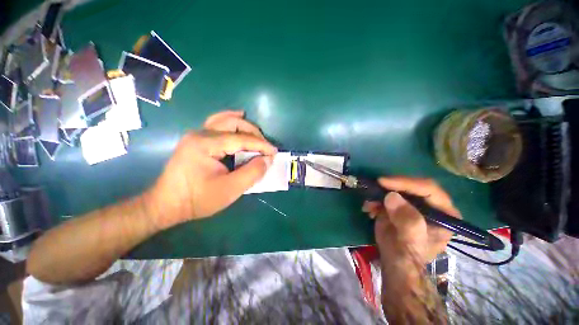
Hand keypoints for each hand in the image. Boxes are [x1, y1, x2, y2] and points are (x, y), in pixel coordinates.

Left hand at [147, 111, 276, 228]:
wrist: (166, 205)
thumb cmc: (197, 199)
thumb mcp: (230, 190)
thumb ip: (252, 173)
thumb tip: (268, 160)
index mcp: (206, 144)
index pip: (241, 139)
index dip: (261, 145)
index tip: (274, 152)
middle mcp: (200, 133)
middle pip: (233, 123)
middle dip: (253, 133)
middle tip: (265, 146)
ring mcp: (197, 135)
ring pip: (225, 120)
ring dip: (244, 125)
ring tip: (257, 133)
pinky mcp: (197, 140)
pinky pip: (217, 124)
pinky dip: (231, 122)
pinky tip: (238, 119)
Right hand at [363, 177, 460, 263]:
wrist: (394, 262)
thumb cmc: (408, 254)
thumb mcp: (410, 240)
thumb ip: (406, 220)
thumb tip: (391, 196)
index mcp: (443, 213)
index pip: (429, 189)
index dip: (406, 183)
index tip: (384, 182)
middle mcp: (430, 205)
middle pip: (412, 186)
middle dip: (391, 186)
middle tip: (375, 188)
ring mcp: (413, 204)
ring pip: (397, 189)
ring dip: (380, 193)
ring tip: (369, 205)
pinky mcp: (398, 205)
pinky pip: (386, 196)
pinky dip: (375, 199)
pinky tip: (369, 209)